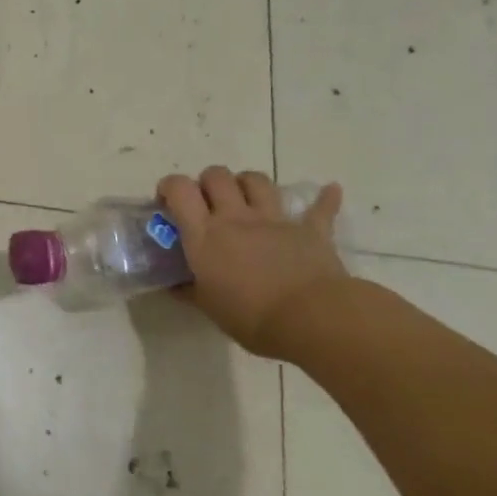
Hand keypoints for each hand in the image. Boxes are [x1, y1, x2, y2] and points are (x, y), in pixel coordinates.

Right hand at [157, 168, 347, 358]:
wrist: (311, 319)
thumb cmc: (251, 317)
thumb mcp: (209, 308)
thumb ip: (190, 290)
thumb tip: (174, 286)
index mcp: (205, 234)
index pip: (180, 190)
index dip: (169, 187)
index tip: (167, 202)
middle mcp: (236, 217)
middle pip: (217, 176)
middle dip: (208, 182)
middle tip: (207, 204)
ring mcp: (274, 220)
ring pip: (257, 181)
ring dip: (247, 184)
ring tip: (246, 199)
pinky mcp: (310, 230)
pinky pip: (319, 208)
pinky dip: (324, 199)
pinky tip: (329, 190)